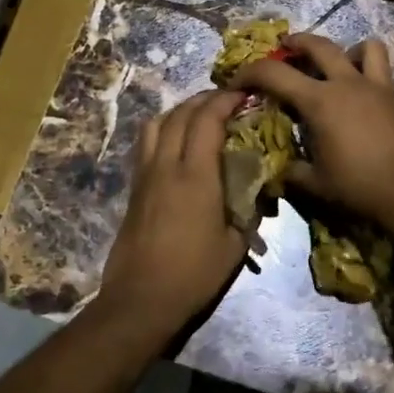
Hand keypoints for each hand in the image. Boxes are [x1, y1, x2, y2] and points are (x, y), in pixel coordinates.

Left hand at [100, 90, 254, 328]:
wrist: (141, 299)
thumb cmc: (194, 274)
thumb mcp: (235, 245)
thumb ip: (249, 211)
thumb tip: (260, 190)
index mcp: (195, 175)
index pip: (207, 120)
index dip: (224, 100)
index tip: (243, 93)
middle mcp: (166, 165)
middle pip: (180, 114)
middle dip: (204, 100)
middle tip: (225, 100)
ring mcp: (145, 175)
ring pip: (156, 124)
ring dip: (179, 111)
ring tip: (199, 116)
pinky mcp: (134, 188)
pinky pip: (146, 144)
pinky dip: (163, 130)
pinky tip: (176, 143)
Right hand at [231, 34, 393, 228]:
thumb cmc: (359, 186)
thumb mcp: (315, 183)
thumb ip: (292, 172)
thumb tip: (278, 170)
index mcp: (319, 101)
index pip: (274, 73)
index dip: (250, 72)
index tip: (237, 80)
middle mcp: (347, 83)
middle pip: (318, 45)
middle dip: (296, 42)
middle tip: (286, 47)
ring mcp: (377, 86)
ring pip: (364, 47)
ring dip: (346, 50)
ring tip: (339, 64)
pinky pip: (383, 72)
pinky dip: (370, 74)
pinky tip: (365, 96)